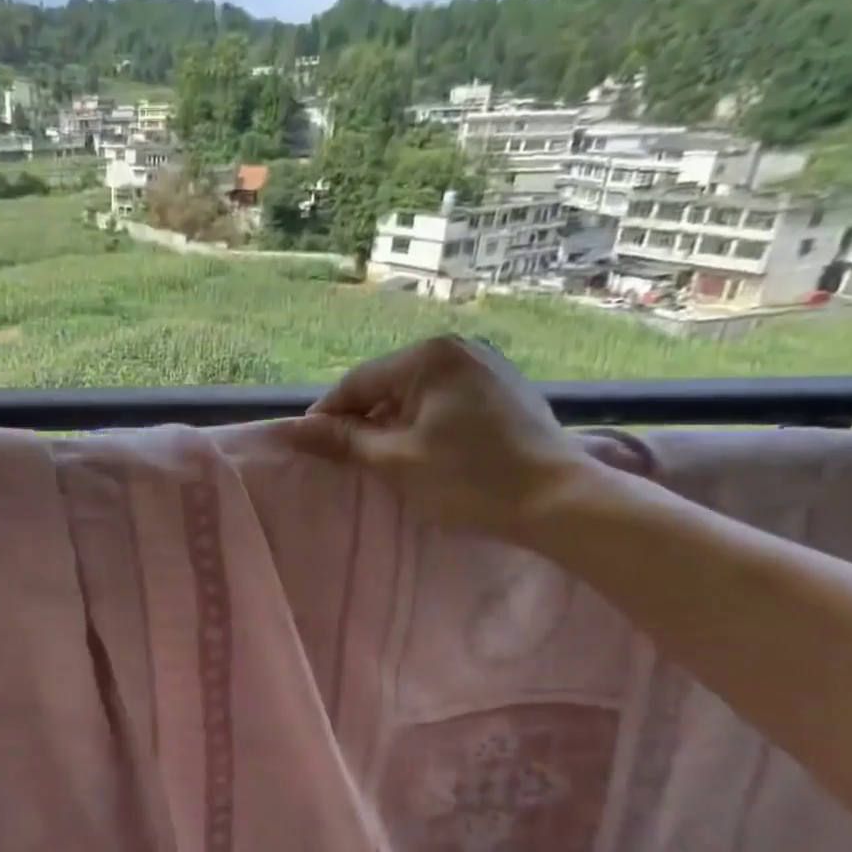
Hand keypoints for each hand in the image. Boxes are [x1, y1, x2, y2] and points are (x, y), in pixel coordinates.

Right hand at [292, 335, 598, 539]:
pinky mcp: (503, 389)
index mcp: (428, 357)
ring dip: (392, 424)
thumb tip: (291, 430)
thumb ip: (341, 440)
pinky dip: (423, 423)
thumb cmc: (469, 479)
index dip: (328, 417)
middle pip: (386, 385)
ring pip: (415, 394)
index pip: (356, 383)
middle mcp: (458, 349)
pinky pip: (443, 400)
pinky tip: (424, 453)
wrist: (560, 502)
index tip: (311, 449)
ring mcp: (486, 366)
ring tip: (384, 460)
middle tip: (348, 460)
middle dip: (362, 421)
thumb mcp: (394, 461)